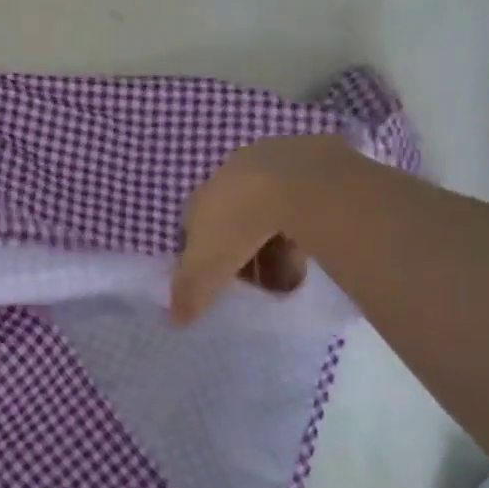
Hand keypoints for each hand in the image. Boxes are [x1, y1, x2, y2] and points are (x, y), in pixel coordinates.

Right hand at [171, 135, 351, 323]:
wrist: (300, 183)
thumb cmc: (238, 224)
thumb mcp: (206, 267)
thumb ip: (189, 293)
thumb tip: (175, 319)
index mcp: (201, 198)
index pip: (194, 230)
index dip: (202, 258)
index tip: (216, 283)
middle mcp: (231, 178)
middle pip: (233, 222)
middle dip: (241, 254)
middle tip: (255, 284)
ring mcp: (272, 169)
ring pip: (268, 216)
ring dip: (274, 246)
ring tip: (289, 279)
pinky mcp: (312, 169)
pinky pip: (302, 209)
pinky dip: (303, 231)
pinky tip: (313, 255)